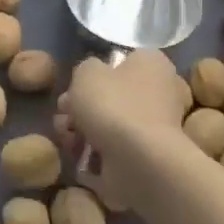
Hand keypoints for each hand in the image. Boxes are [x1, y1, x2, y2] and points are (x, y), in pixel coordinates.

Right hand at [55, 50, 187, 210]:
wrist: (138, 162)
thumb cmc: (113, 104)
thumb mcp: (86, 71)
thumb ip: (86, 68)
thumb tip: (93, 80)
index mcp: (152, 65)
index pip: (122, 61)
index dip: (94, 73)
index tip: (75, 85)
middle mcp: (160, 94)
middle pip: (111, 97)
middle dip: (80, 107)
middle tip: (63, 115)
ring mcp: (154, 131)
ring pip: (109, 127)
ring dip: (81, 132)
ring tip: (66, 140)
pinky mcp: (146, 160)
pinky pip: (113, 154)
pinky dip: (94, 157)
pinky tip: (78, 159)